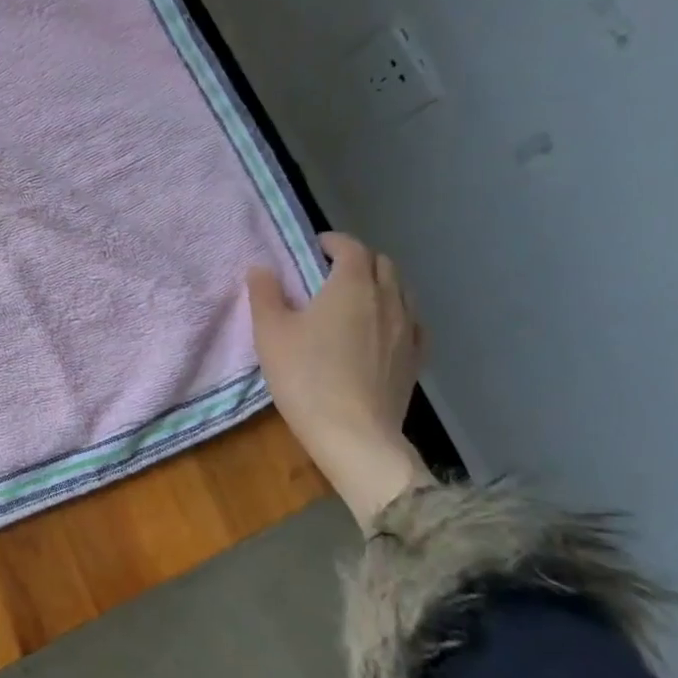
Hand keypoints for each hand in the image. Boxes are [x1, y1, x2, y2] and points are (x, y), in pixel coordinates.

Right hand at [245, 233, 432, 531]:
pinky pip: (412, 322)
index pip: (350, 247)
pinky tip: (382, 331)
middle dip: (358, 260)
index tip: (313, 248)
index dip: (332, 242)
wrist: (354, 435)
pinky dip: (397, 315)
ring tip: (355, 301)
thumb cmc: (306, 377)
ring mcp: (408, 329)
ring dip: (380, 285)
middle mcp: (387, 299)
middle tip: (330, 273)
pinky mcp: (415, 359)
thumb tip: (262, 268)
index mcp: (351, 285)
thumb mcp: (270, 333)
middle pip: (382, 263)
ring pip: (401, 290)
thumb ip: (265, 294)